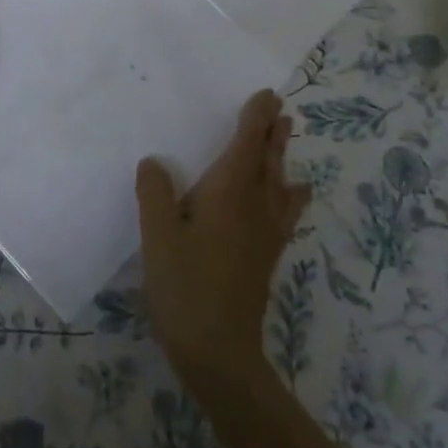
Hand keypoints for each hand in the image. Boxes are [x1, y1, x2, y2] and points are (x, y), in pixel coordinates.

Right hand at [136, 89, 309, 391]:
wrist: (219, 351)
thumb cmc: (185, 287)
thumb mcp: (157, 238)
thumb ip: (155, 194)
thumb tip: (155, 162)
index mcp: (229, 194)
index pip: (247, 146)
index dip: (256, 119)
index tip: (267, 96)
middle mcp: (255, 206)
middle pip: (269, 161)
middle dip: (273, 132)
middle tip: (280, 109)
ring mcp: (266, 233)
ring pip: (280, 183)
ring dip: (282, 157)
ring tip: (286, 137)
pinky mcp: (267, 255)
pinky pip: (285, 211)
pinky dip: (290, 193)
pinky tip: (292, 195)